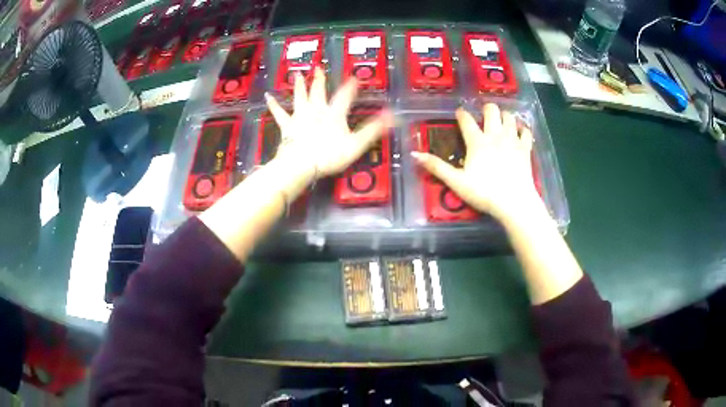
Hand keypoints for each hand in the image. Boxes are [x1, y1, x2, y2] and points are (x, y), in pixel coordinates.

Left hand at [264, 67, 392, 178]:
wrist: (301, 165)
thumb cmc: (329, 156)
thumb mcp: (356, 144)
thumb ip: (372, 130)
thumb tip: (392, 116)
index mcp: (333, 114)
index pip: (345, 96)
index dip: (351, 86)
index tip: (355, 77)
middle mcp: (316, 110)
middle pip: (318, 92)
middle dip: (320, 80)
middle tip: (319, 67)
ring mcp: (300, 117)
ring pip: (300, 97)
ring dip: (299, 85)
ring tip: (298, 74)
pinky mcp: (287, 126)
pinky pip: (279, 113)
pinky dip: (274, 104)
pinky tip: (268, 96)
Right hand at [411, 103, 542, 221]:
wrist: (514, 202)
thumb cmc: (484, 192)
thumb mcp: (457, 182)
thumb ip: (437, 167)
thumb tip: (414, 154)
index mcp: (477, 142)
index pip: (466, 120)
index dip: (461, 114)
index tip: (459, 112)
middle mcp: (495, 135)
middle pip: (492, 111)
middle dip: (487, 109)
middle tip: (484, 114)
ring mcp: (513, 140)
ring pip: (509, 117)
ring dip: (504, 115)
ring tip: (501, 120)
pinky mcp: (525, 149)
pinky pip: (526, 132)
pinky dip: (522, 129)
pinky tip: (520, 131)